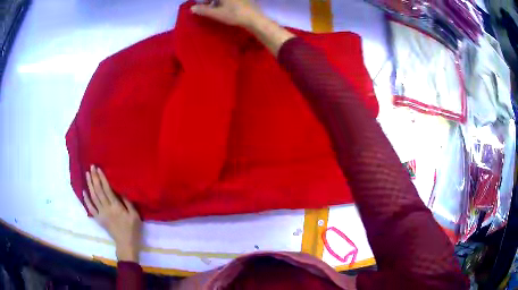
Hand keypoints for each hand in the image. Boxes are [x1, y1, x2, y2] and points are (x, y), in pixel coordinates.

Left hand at [83, 165, 142, 262]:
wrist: (126, 244)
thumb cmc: (132, 230)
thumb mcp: (135, 216)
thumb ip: (128, 203)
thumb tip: (121, 190)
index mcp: (116, 207)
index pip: (107, 189)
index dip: (102, 178)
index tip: (98, 169)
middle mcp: (107, 209)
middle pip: (98, 191)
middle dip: (94, 178)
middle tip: (91, 167)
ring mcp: (101, 214)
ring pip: (93, 197)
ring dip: (89, 185)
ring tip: (87, 175)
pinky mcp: (99, 219)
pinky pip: (91, 209)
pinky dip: (86, 200)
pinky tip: (84, 192)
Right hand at [191, 0, 262, 27]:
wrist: (254, 18)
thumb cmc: (234, 15)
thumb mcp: (216, 13)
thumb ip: (203, 10)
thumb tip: (192, 8)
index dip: (204, 3)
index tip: (199, 7)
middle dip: (209, 2)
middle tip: (205, 6)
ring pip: (222, 0)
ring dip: (216, 2)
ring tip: (213, 8)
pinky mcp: (243, 0)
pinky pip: (231, 1)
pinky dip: (224, 3)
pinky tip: (224, 8)